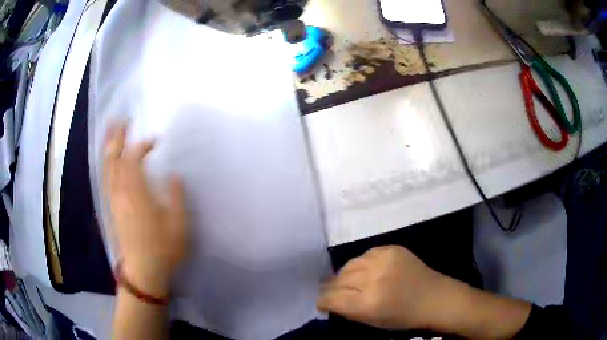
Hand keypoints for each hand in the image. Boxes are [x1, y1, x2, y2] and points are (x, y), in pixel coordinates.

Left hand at [103, 122, 186, 296]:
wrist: (143, 272)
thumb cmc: (163, 250)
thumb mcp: (178, 225)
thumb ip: (176, 197)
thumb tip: (174, 176)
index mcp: (137, 195)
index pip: (134, 160)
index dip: (142, 145)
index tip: (155, 140)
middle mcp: (121, 193)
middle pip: (115, 158)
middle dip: (117, 137)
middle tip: (122, 119)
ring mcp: (113, 200)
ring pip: (107, 167)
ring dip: (109, 146)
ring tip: (111, 130)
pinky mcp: (111, 208)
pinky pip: (105, 180)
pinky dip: (105, 164)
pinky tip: (108, 158)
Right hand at [317, 246, 457, 330]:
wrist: (434, 297)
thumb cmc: (403, 317)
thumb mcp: (372, 321)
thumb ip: (347, 310)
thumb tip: (329, 300)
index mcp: (368, 302)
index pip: (332, 298)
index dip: (323, 301)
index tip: (321, 302)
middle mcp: (373, 278)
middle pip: (338, 279)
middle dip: (332, 287)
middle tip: (331, 292)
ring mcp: (384, 260)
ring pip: (350, 264)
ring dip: (345, 274)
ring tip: (349, 281)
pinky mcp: (392, 248)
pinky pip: (366, 254)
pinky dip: (362, 264)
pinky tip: (367, 271)